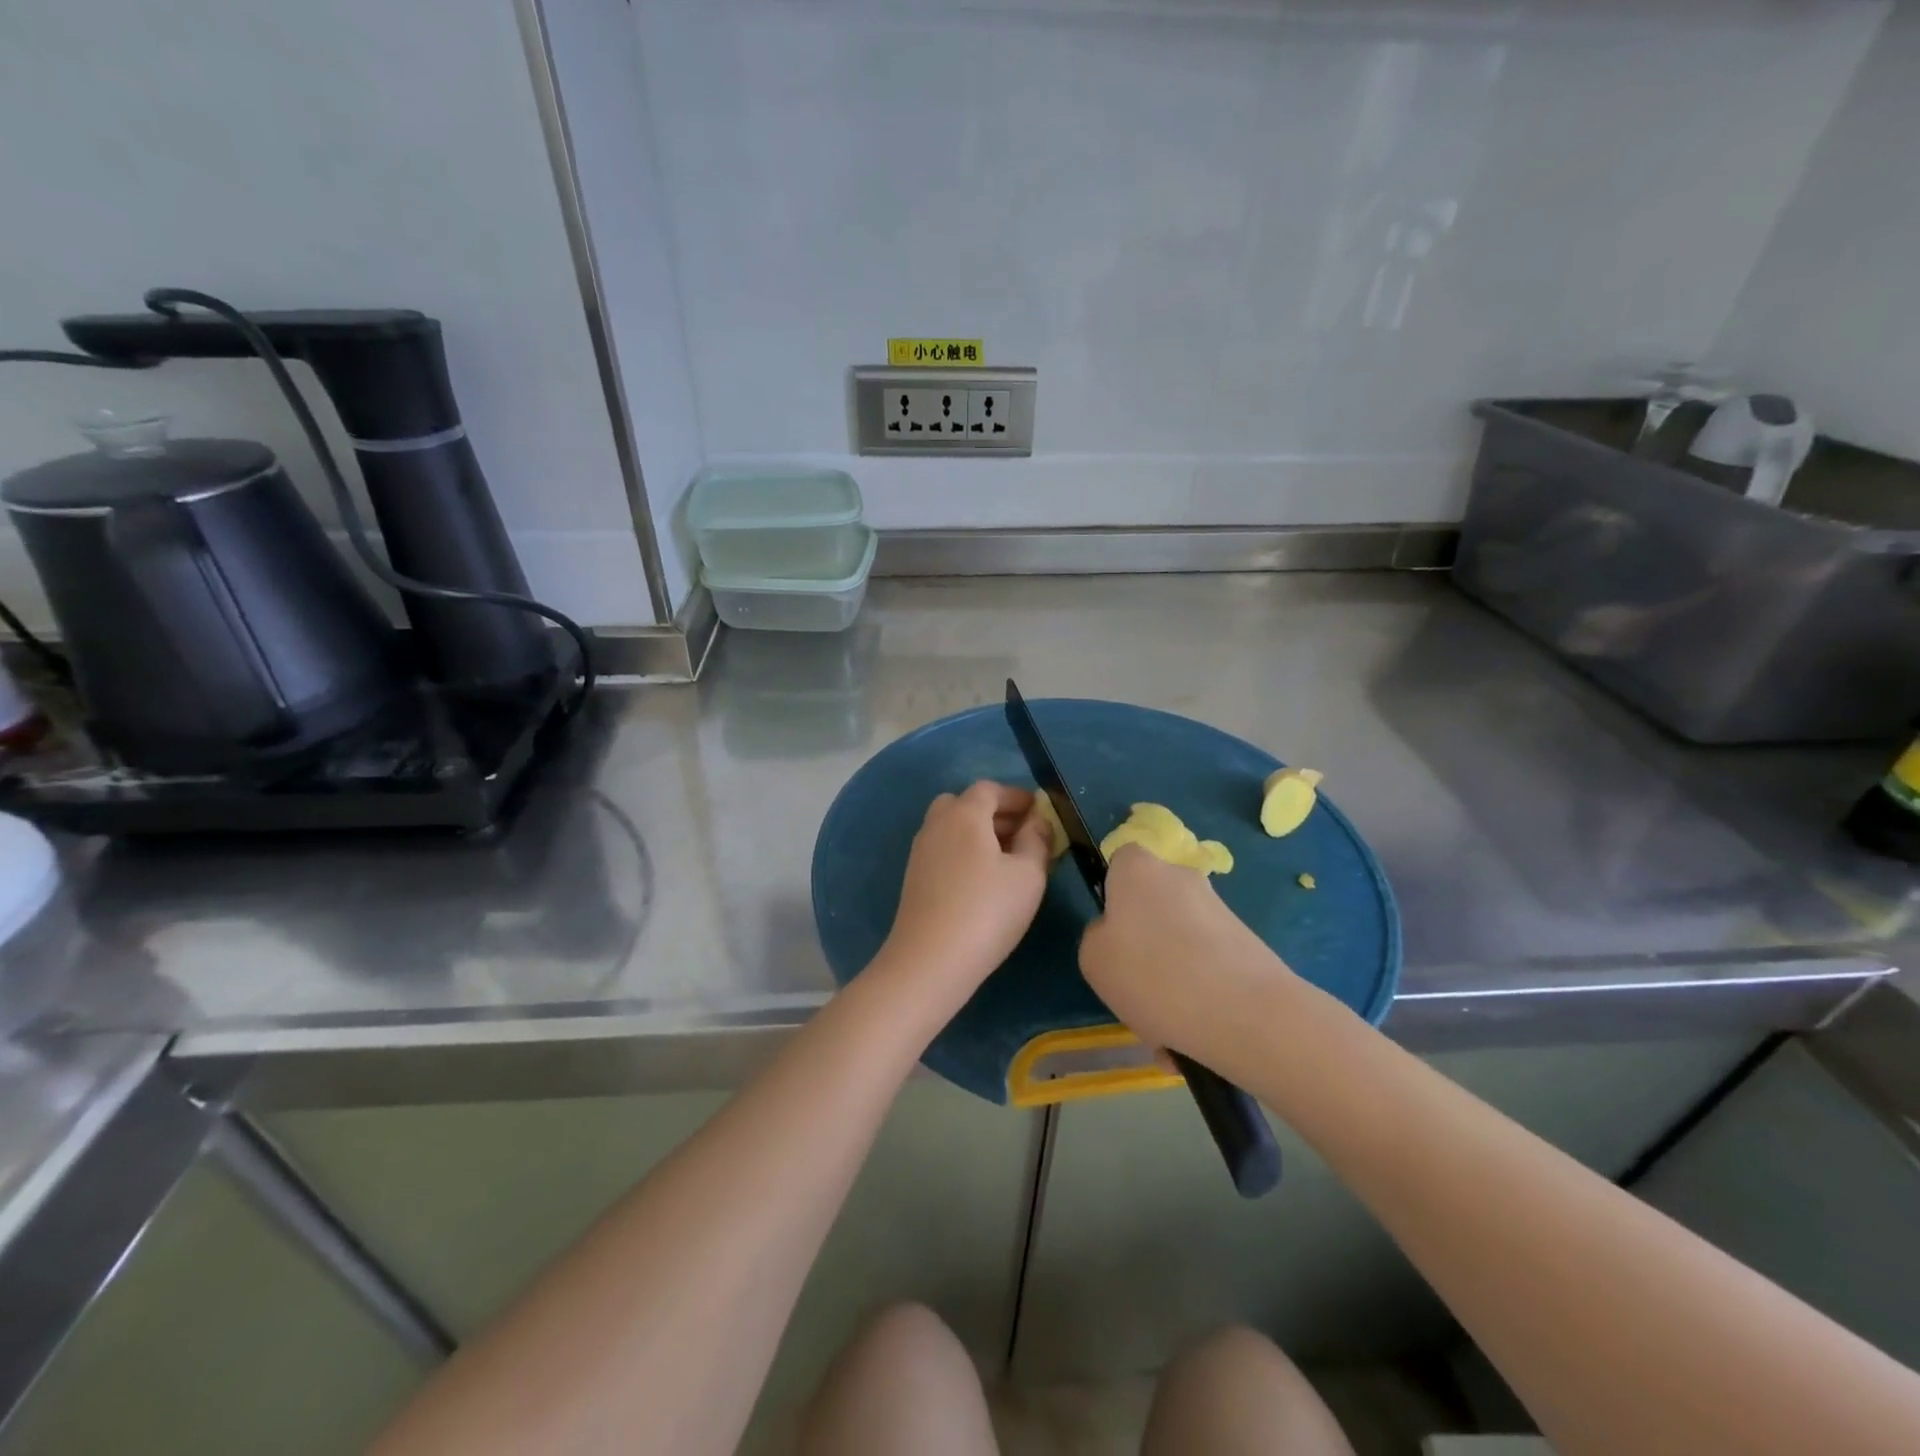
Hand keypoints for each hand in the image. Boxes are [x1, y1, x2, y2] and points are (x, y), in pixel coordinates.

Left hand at [881, 782, 1052, 1010]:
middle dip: (996, 813)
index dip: (1016, 796)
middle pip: (965, 804)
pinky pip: (944, 849)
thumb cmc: (987, 911)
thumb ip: (1037, 840)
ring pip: (952, 828)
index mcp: (964, 814)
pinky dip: (965, 851)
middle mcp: (936, 824)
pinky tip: (984, 880)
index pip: (989, 789)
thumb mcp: (1028, 875)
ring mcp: (920, 851)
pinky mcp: (914, 878)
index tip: (1039, 811)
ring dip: (979, 833)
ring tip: (1009, 859)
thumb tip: (1038, 821)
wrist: (930, 960)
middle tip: (1024, 833)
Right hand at [1080, 845, 1297, 1064]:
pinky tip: (1194, 1035)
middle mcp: (1182, 877)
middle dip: (1145, 944)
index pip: (1120, 863)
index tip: (1111, 936)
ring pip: (1180, 943)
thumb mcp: (1094, 960)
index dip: (1112, 897)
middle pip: (1153, 906)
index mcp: (1139, 869)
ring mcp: (1220, 910)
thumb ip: (1098, 937)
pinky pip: (1209, 967)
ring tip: (1167, 1028)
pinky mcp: (1249, 944)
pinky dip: (1200, 994)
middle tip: (1136, 989)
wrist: (1247, 1014)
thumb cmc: (1153, 975)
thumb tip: (1120, 937)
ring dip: (1171, 978)